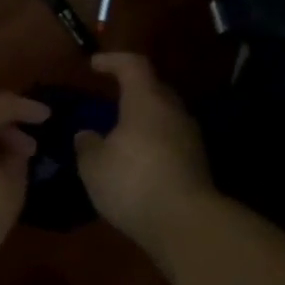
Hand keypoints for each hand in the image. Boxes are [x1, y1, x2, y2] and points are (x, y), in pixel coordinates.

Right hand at [76, 54, 215, 247]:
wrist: (186, 224)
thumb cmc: (133, 182)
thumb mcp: (93, 165)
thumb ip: (87, 145)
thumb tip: (87, 135)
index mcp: (146, 101)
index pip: (133, 65)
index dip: (112, 60)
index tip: (93, 65)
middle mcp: (173, 112)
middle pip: (154, 89)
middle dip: (131, 90)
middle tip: (108, 100)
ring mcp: (190, 138)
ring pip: (164, 117)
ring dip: (142, 119)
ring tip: (119, 134)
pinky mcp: (197, 164)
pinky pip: (170, 141)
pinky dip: (152, 142)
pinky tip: (136, 161)